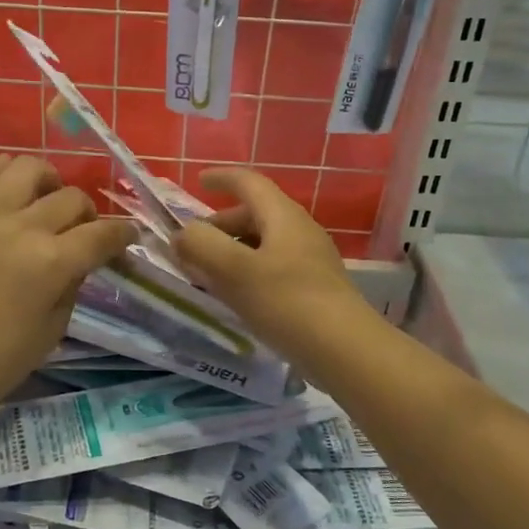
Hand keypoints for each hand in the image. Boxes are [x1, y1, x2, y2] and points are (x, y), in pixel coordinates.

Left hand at [0, 155, 135, 421]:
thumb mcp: (54, 327)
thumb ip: (72, 282)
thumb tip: (81, 256)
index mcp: (51, 263)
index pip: (102, 234)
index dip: (122, 234)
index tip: (127, 237)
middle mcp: (22, 228)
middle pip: (71, 198)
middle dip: (87, 214)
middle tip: (82, 233)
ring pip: (30, 168)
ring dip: (49, 182)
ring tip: (47, 201)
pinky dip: (7, 172)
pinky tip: (14, 192)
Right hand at [171, 168, 369, 359]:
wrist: (345, 350)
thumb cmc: (287, 302)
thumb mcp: (234, 271)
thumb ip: (201, 246)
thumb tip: (183, 234)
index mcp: (283, 216)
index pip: (249, 183)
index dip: (222, 178)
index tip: (198, 180)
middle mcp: (300, 231)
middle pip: (255, 214)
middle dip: (220, 225)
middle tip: (192, 245)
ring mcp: (311, 261)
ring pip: (263, 244)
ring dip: (232, 251)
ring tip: (207, 274)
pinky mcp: (314, 289)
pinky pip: (273, 268)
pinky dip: (247, 272)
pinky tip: (236, 298)